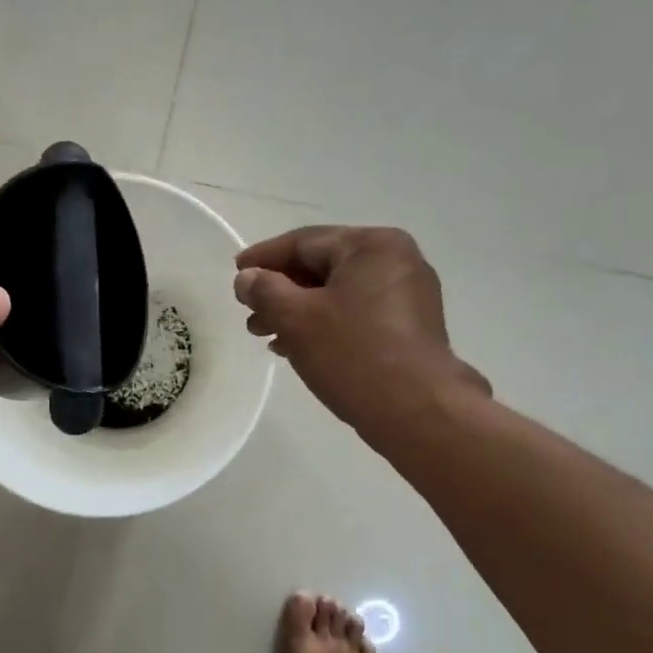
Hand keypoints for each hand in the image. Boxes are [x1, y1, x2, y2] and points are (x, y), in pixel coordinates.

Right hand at [233, 226, 488, 439]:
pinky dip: (325, 324)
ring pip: (338, 293)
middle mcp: (396, 261)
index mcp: (372, 246)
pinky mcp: (409, 327)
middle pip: (322, 266)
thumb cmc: (353, 354)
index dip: (264, 258)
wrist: (416, 410)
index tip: (235, 274)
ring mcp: (407, 295)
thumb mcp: (296, 318)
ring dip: (299, 311)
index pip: (305, 242)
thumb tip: (247, 278)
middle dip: (280, 290)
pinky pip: (356, 313)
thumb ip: (265, 291)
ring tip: (267, 336)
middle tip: (249, 315)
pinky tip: (300, 348)